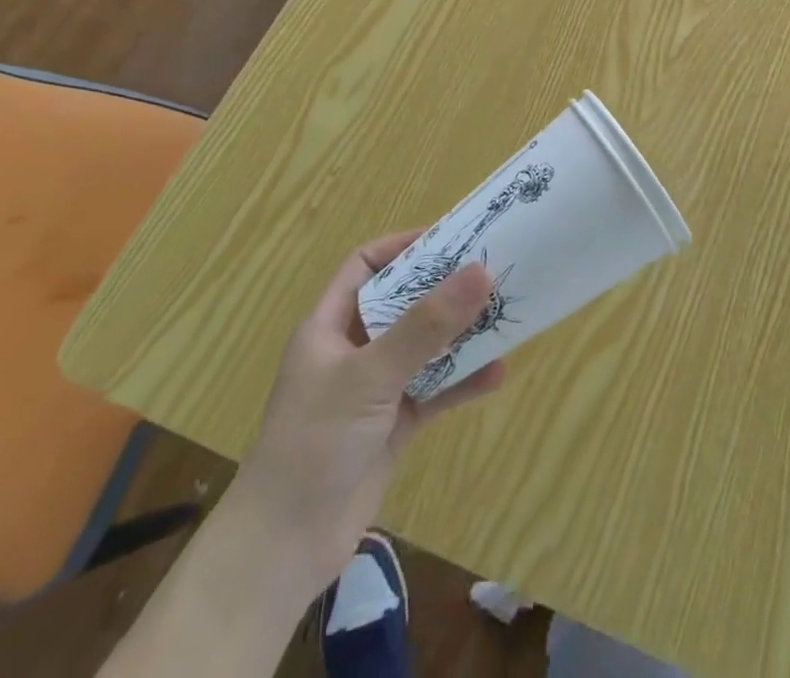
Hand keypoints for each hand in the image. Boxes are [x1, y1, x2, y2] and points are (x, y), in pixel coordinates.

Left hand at [235, 231, 505, 590]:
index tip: (451, 239)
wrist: (284, 550)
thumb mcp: (371, 375)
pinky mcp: (393, 425)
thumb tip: (480, 271)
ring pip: (424, 347)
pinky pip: (434, 391)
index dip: (404, 247)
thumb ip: (426, 326)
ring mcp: (374, 389)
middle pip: (403, 303)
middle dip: (444, 290)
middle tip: (491, 272)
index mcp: (330, 325)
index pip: (366, 265)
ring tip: (504, 317)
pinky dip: (461, 382)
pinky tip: (496, 375)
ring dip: (460, 336)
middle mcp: (353, 349)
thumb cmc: (315, 442)